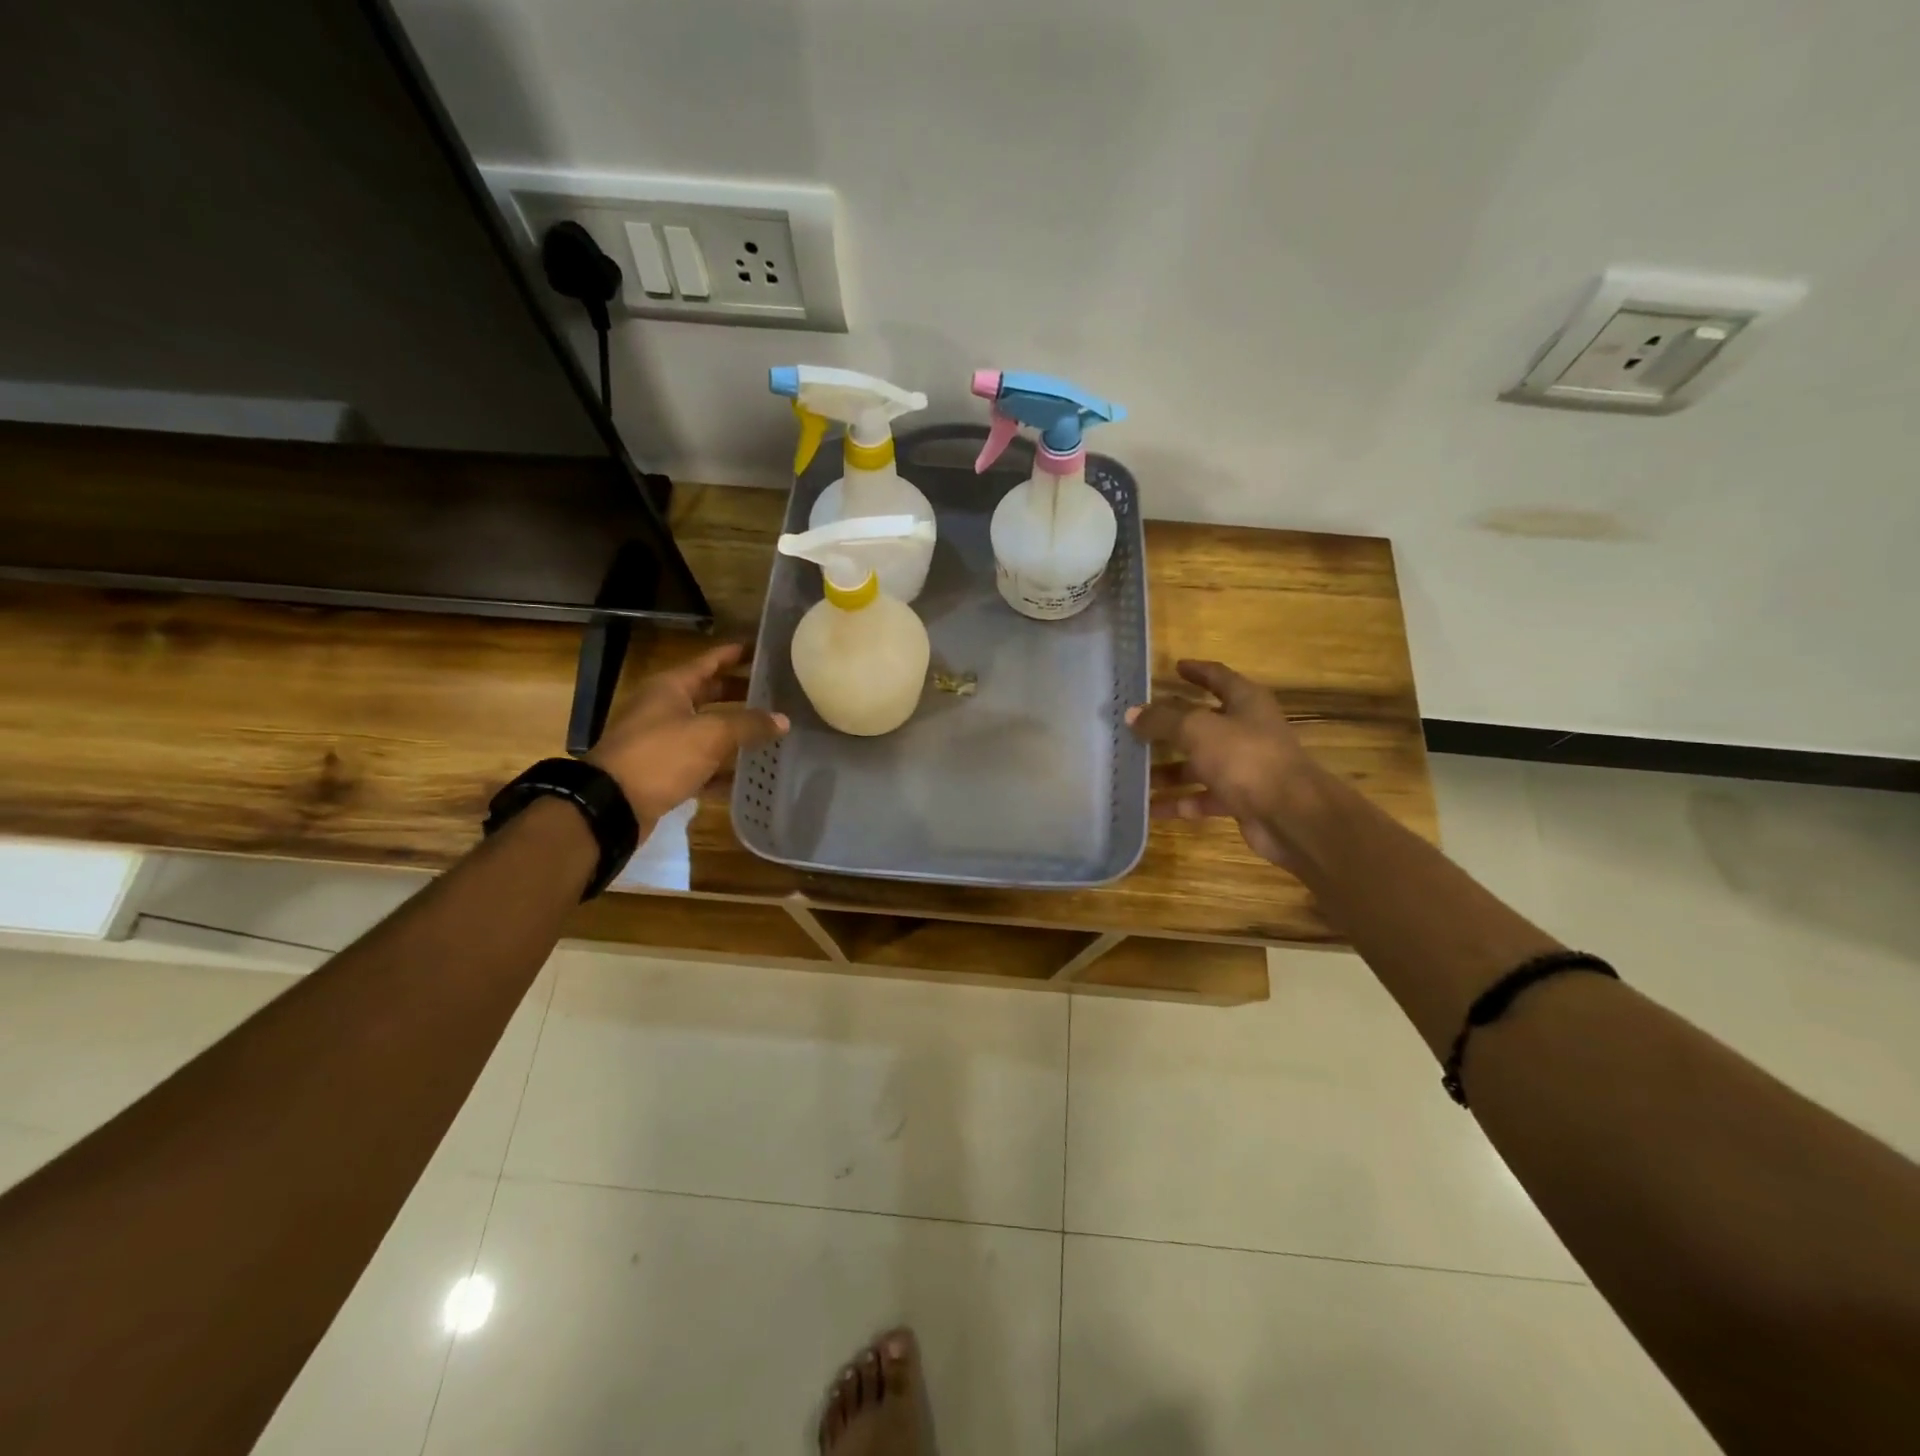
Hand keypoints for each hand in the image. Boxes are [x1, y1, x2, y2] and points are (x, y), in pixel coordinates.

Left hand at [587, 643, 787, 827]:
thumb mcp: (711, 734)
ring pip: (706, 729)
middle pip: (709, 694)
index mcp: (670, 687)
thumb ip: (749, 724)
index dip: (736, 654)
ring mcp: (661, 741)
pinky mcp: (662, 771)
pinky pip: (699, 763)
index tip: (764, 651)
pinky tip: (747, 774)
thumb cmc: (661, 756)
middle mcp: (663, 708)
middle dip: (740, 693)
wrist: (612, 805)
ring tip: (769, 732)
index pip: (710, 661)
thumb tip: (783, 720)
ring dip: (734, 732)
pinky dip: (721, 767)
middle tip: (775, 693)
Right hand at [1127, 659, 1325, 869]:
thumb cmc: (1245, 758)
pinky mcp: (1242, 799)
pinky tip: (1151, 808)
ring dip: (1168, 770)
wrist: (1291, 815)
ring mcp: (1245, 766)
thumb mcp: (1197, 730)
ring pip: (1199, 763)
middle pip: (1202, 723)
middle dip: (1169, 727)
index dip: (1197, 671)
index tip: (1175, 667)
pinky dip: (1179, 801)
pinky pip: (1203, 797)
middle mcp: (1247, 730)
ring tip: (1133, 774)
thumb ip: (1163, 720)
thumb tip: (1133, 713)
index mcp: (1245, 702)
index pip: (1218, 677)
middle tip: (1136, 727)